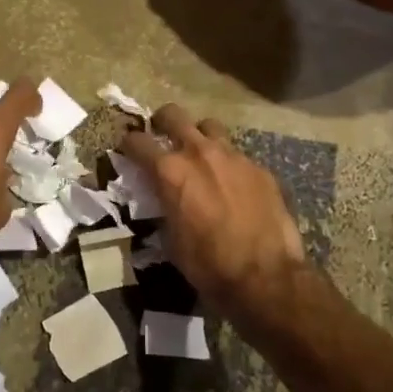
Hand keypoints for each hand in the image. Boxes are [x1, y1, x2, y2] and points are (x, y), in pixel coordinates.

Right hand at [120, 104, 305, 315]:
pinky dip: (227, 163)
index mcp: (170, 171)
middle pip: (173, 115)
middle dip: (162, 121)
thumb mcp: (171, 239)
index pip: (138, 142)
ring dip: (199, 135)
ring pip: (209, 126)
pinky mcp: (259, 168)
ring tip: (199, 154)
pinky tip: (232, 184)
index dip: (128, 144)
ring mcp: (233, 156)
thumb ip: (163, 207)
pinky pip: (237, 154)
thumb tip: (162, 198)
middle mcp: (200, 153)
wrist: (265, 276)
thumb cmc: (208, 264)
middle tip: (160, 134)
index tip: (127, 149)